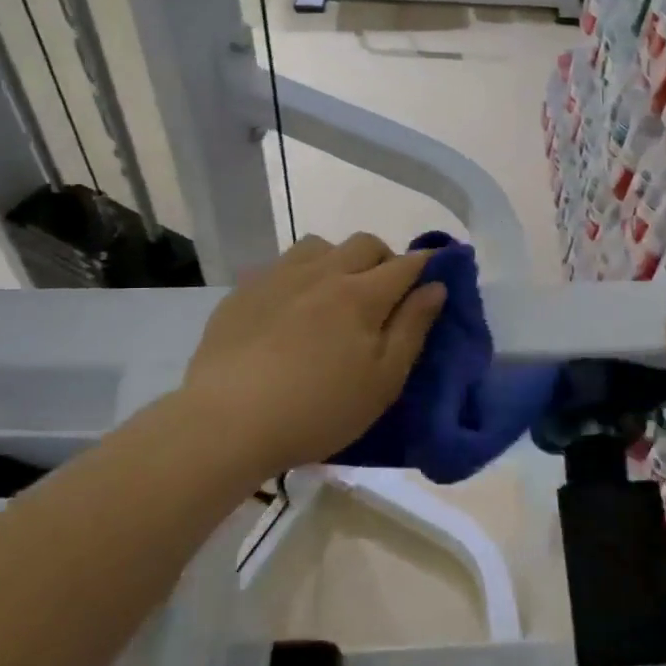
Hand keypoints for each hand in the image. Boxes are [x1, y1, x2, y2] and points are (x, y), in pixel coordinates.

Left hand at [183, 233, 446, 473]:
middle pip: (365, 243)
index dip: (427, 264)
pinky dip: (300, 274)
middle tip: (384, 294)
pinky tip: (292, 308)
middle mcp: (323, 272)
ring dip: (339, 259)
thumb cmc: (319, 409)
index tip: (437, 272)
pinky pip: (282, 265)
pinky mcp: (244, 290)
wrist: (228, 421)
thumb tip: (436, 286)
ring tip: (335, 294)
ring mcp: (279, 277)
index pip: (406, 264)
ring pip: (320, 245)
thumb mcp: (383, 380)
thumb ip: (413, 328)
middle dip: (385, 259)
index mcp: (362, 294)